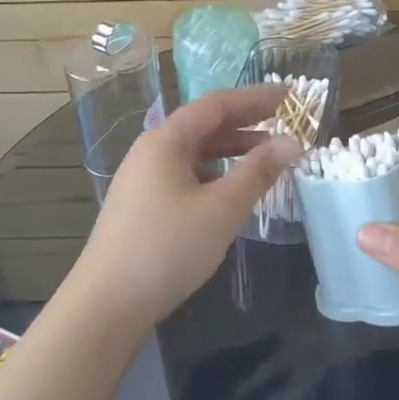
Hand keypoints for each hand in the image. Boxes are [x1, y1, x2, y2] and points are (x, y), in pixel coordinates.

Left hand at [71, 87, 301, 329]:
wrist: (107, 304)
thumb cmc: (167, 248)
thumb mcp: (221, 209)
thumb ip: (258, 172)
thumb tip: (292, 143)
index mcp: (165, 141)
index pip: (215, 105)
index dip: (254, 98)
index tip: (289, 95)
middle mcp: (151, 152)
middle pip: (203, 125)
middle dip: (245, 121)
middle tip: (283, 121)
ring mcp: (143, 180)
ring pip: (194, 153)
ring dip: (230, 150)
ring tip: (265, 156)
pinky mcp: (143, 206)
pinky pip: (185, 176)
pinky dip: (214, 174)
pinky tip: (231, 191)